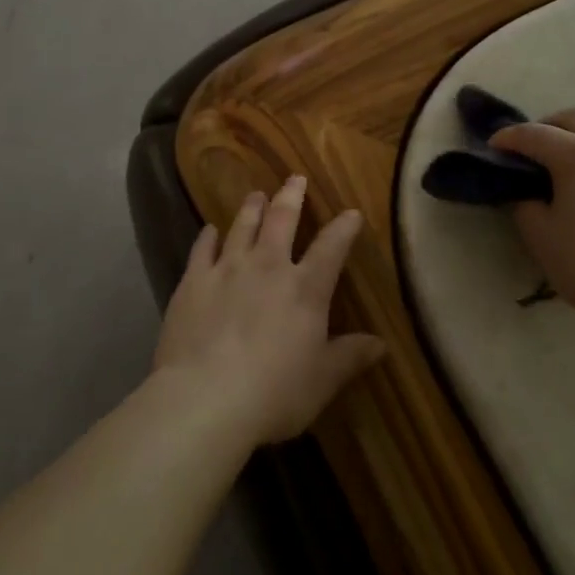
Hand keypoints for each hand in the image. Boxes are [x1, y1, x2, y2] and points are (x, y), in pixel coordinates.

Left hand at [154, 177, 385, 446]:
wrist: (205, 397)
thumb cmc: (274, 393)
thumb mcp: (322, 381)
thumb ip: (350, 357)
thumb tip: (381, 344)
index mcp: (305, 289)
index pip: (331, 248)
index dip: (344, 228)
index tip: (351, 213)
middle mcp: (267, 266)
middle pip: (282, 220)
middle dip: (291, 196)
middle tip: (295, 178)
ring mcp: (227, 269)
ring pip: (242, 226)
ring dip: (251, 207)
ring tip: (256, 193)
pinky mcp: (193, 281)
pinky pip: (202, 249)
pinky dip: (208, 236)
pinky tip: (210, 230)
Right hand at [489, 108, 574, 331]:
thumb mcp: (538, 232)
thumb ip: (524, 199)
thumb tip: (526, 189)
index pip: (534, 134)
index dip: (507, 138)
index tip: (491, 148)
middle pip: (573, 120)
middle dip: (544, 128)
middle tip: (526, 152)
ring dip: (574, 142)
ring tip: (559, 172)